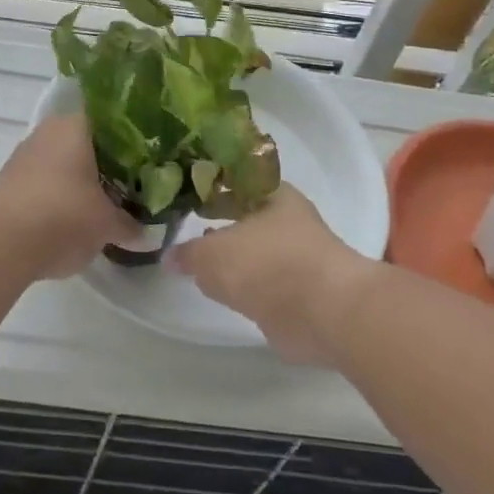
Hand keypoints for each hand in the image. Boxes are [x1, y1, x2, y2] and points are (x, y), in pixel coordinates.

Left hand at [0, 114, 139, 278]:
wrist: (5, 245)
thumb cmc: (66, 216)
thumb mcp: (108, 225)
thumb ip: (130, 225)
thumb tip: (146, 233)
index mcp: (75, 126)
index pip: (106, 118)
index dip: (126, 137)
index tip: (141, 157)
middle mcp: (47, 131)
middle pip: (82, 140)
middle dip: (101, 161)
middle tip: (125, 183)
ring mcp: (23, 154)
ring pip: (60, 160)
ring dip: (76, 178)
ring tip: (98, 203)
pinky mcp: (7, 180)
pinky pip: (41, 180)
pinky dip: (55, 193)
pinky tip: (67, 217)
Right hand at [169, 185, 374, 363]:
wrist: (323, 313)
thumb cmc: (267, 264)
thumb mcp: (212, 255)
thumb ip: (188, 254)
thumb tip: (170, 257)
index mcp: (273, 194)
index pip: (235, 181)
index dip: (209, 186)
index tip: (184, 195)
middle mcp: (287, 219)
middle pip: (245, 216)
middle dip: (219, 223)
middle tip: (186, 227)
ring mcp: (297, 256)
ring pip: (254, 250)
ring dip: (232, 257)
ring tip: (199, 261)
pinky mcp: (299, 292)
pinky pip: (262, 282)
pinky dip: (245, 286)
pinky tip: (222, 290)